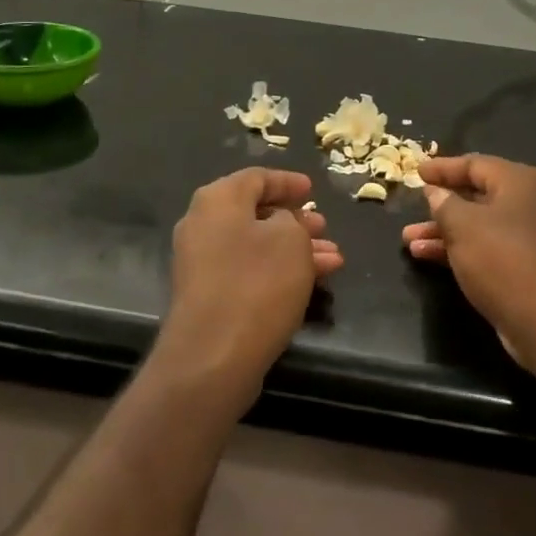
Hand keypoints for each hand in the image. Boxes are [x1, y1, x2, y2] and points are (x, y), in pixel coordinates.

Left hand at [159, 169, 343, 408]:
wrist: (212, 357)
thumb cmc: (256, 283)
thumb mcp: (290, 239)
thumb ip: (292, 220)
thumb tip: (281, 223)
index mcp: (218, 199)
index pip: (257, 178)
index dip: (288, 182)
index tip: (312, 190)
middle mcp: (203, 224)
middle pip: (255, 213)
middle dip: (295, 221)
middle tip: (324, 228)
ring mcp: (202, 262)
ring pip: (256, 245)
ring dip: (294, 249)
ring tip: (333, 259)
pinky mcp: (208, 295)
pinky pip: (248, 270)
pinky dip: (277, 270)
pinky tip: (313, 281)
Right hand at [403, 156, 535, 372]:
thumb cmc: (504, 260)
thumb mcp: (463, 226)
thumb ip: (444, 203)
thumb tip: (436, 192)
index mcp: (520, 182)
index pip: (474, 164)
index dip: (442, 168)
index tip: (416, 172)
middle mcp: (531, 203)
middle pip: (477, 195)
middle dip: (441, 205)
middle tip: (411, 209)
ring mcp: (533, 237)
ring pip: (480, 226)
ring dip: (445, 232)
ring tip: (409, 241)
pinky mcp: (530, 267)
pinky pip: (489, 249)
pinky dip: (461, 250)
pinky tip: (429, 258)